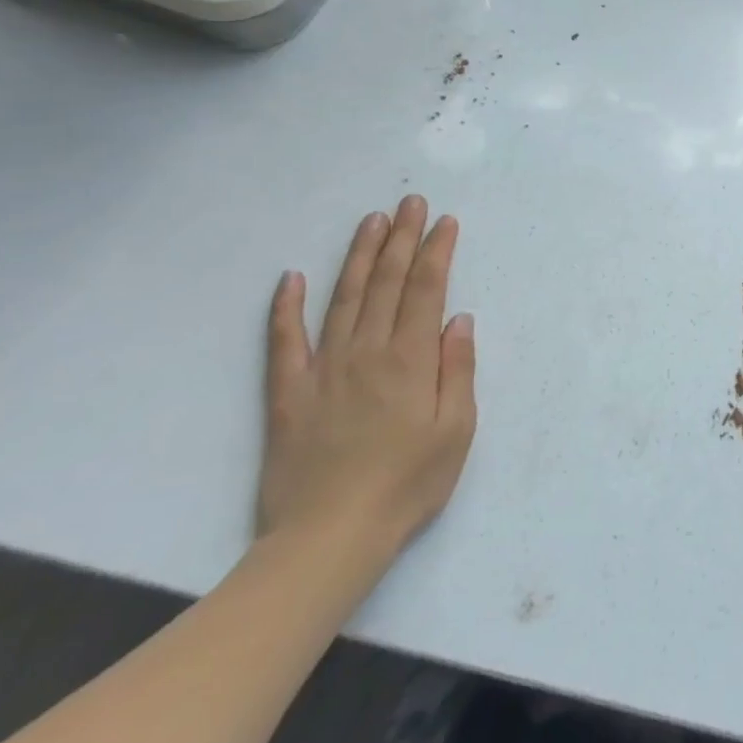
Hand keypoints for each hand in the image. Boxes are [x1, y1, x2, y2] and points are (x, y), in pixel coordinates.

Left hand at [259, 196, 477, 569]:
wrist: (329, 538)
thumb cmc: (408, 484)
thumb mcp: (457, 430)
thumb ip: (458, 369)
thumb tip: (459, 319)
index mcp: (410, 361)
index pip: (426, 291)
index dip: (436, 252)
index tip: (445, 222)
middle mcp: (367, 352)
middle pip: (387, 284)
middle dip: (402, 239)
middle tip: (410, 203)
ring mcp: (323, 370)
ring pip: (343, 299)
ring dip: (359, 257)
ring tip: (371, 222)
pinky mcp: (289, 394)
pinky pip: (284, 342)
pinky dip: (285, 308)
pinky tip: (290, 278)